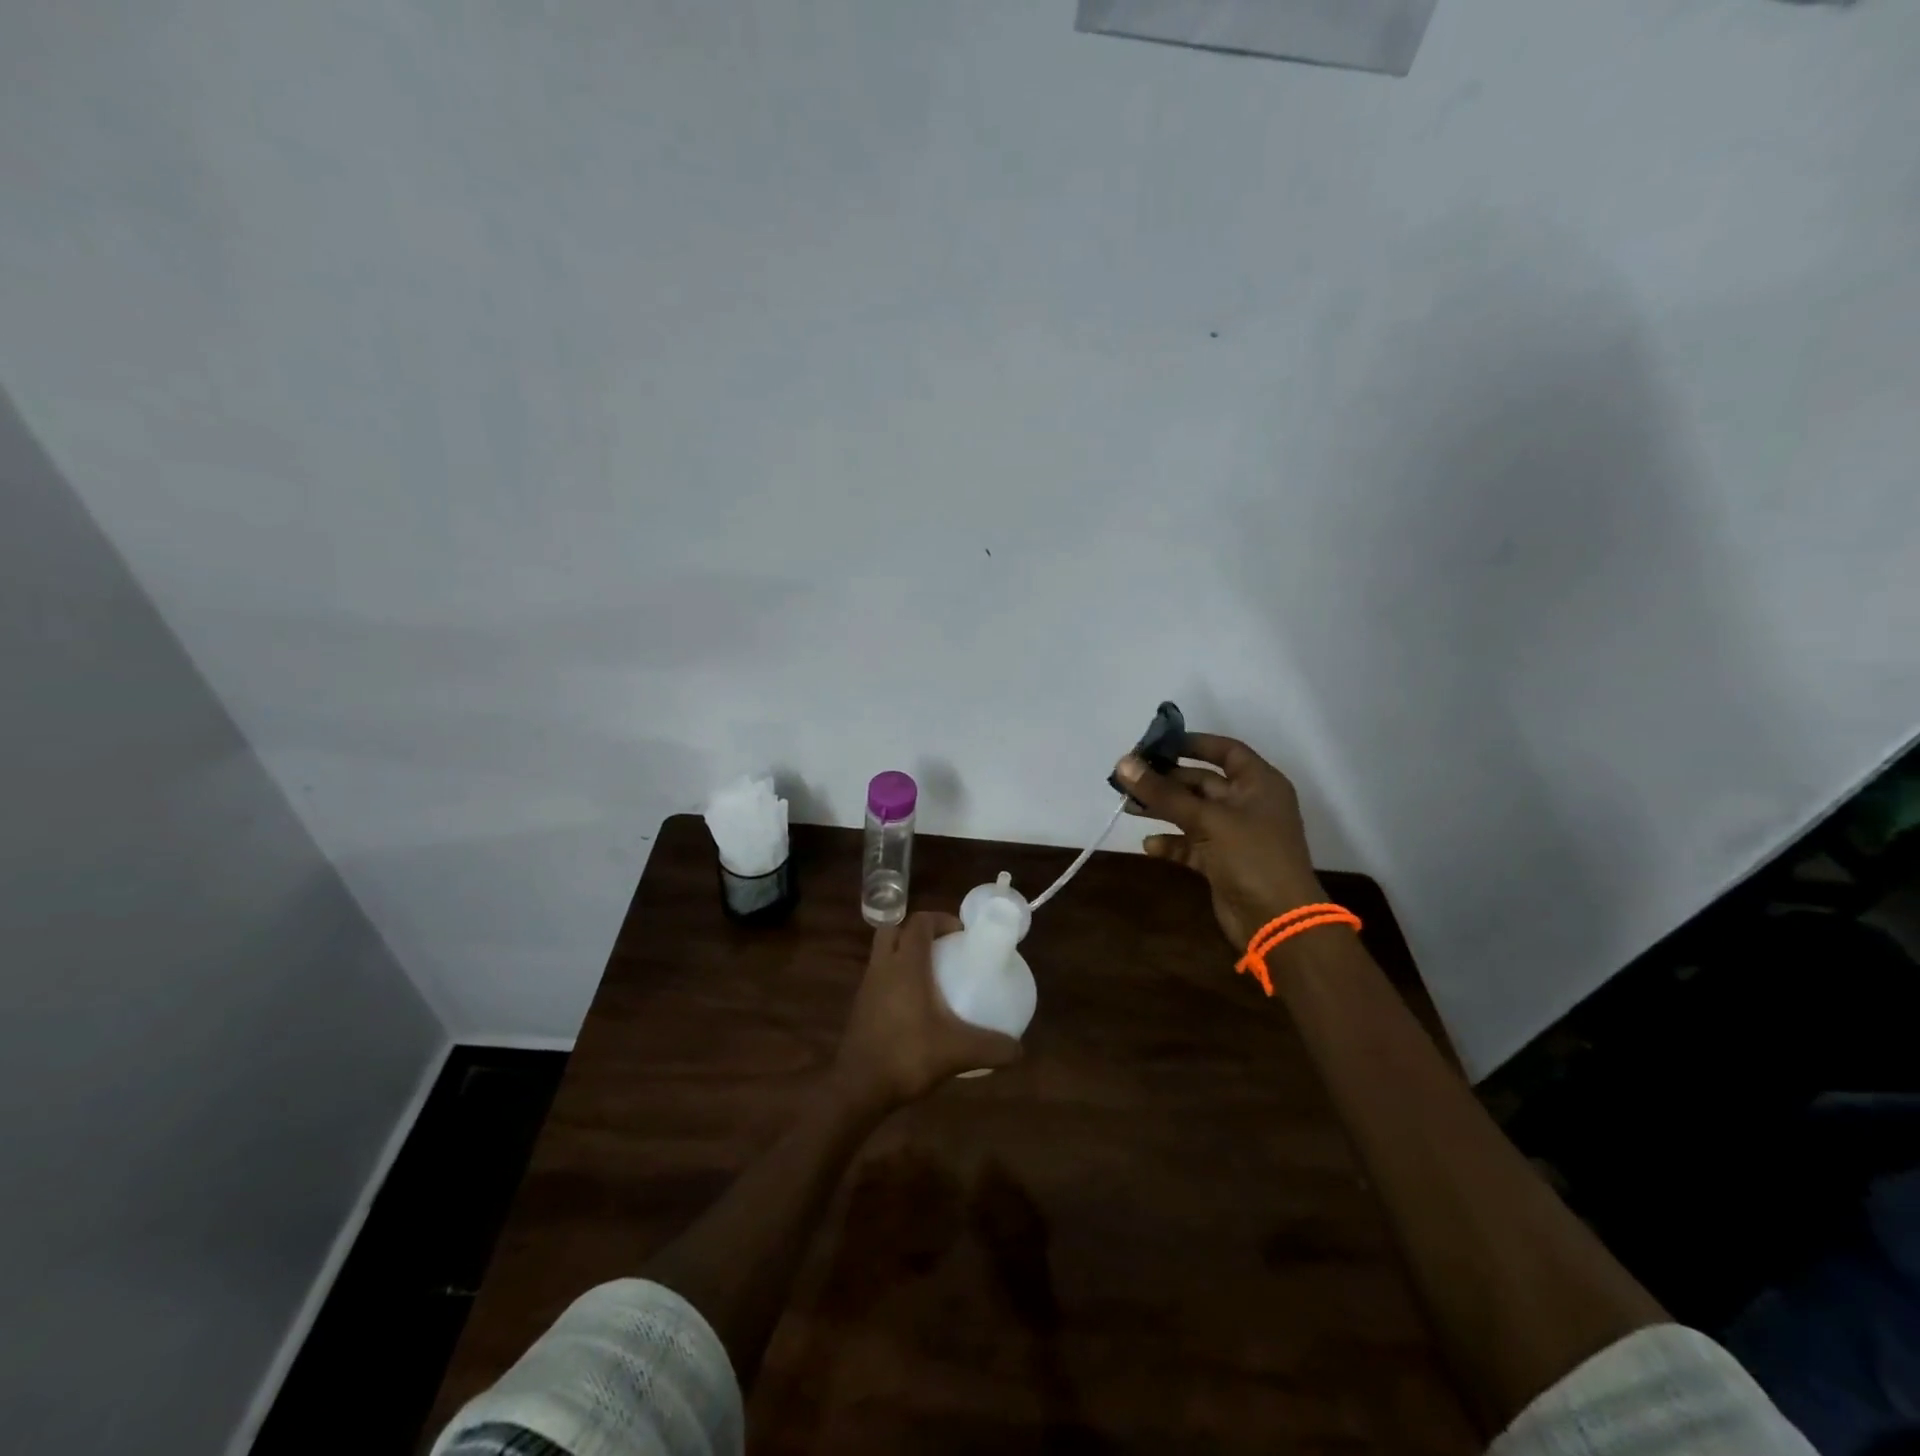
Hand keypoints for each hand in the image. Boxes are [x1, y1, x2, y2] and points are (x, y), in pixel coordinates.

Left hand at [833, 911, 1021, 1110]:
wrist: (858, 1088)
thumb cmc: (907, 1056)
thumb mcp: (957, 1052)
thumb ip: (992, 1048)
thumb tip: (1019, 1050)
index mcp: (905, 964)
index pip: (919, 921)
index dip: (941, 919)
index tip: (962, 934)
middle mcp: (883, 966)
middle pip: (895, 929)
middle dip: (919, 931)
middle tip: (944, 948)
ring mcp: (867, 985)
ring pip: (884, 953)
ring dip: (905, 954)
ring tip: (933, 976)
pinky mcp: (861, 1006)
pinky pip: (880, 977)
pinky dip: (897, 978)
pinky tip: (916, 1006)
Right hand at [1115, 734, 1325, 948]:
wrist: (1277, 921)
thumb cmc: (1251, 857)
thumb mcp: (1207, 819)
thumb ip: (1163, 793)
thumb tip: (1123, 764)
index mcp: (1258, 783)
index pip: (1225, 750)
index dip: (1192, 743)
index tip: (1156, 744)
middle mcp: (1248, 803)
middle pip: (1202, 781)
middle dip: (1166, 780)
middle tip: (1129, 778)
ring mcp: (1235, 834)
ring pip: (1193, 812)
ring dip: (1163, 809)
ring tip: (1129, 807)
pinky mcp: (1222, 861)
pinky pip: (1192, 843)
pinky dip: (1172, 842)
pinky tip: (1149, 845)